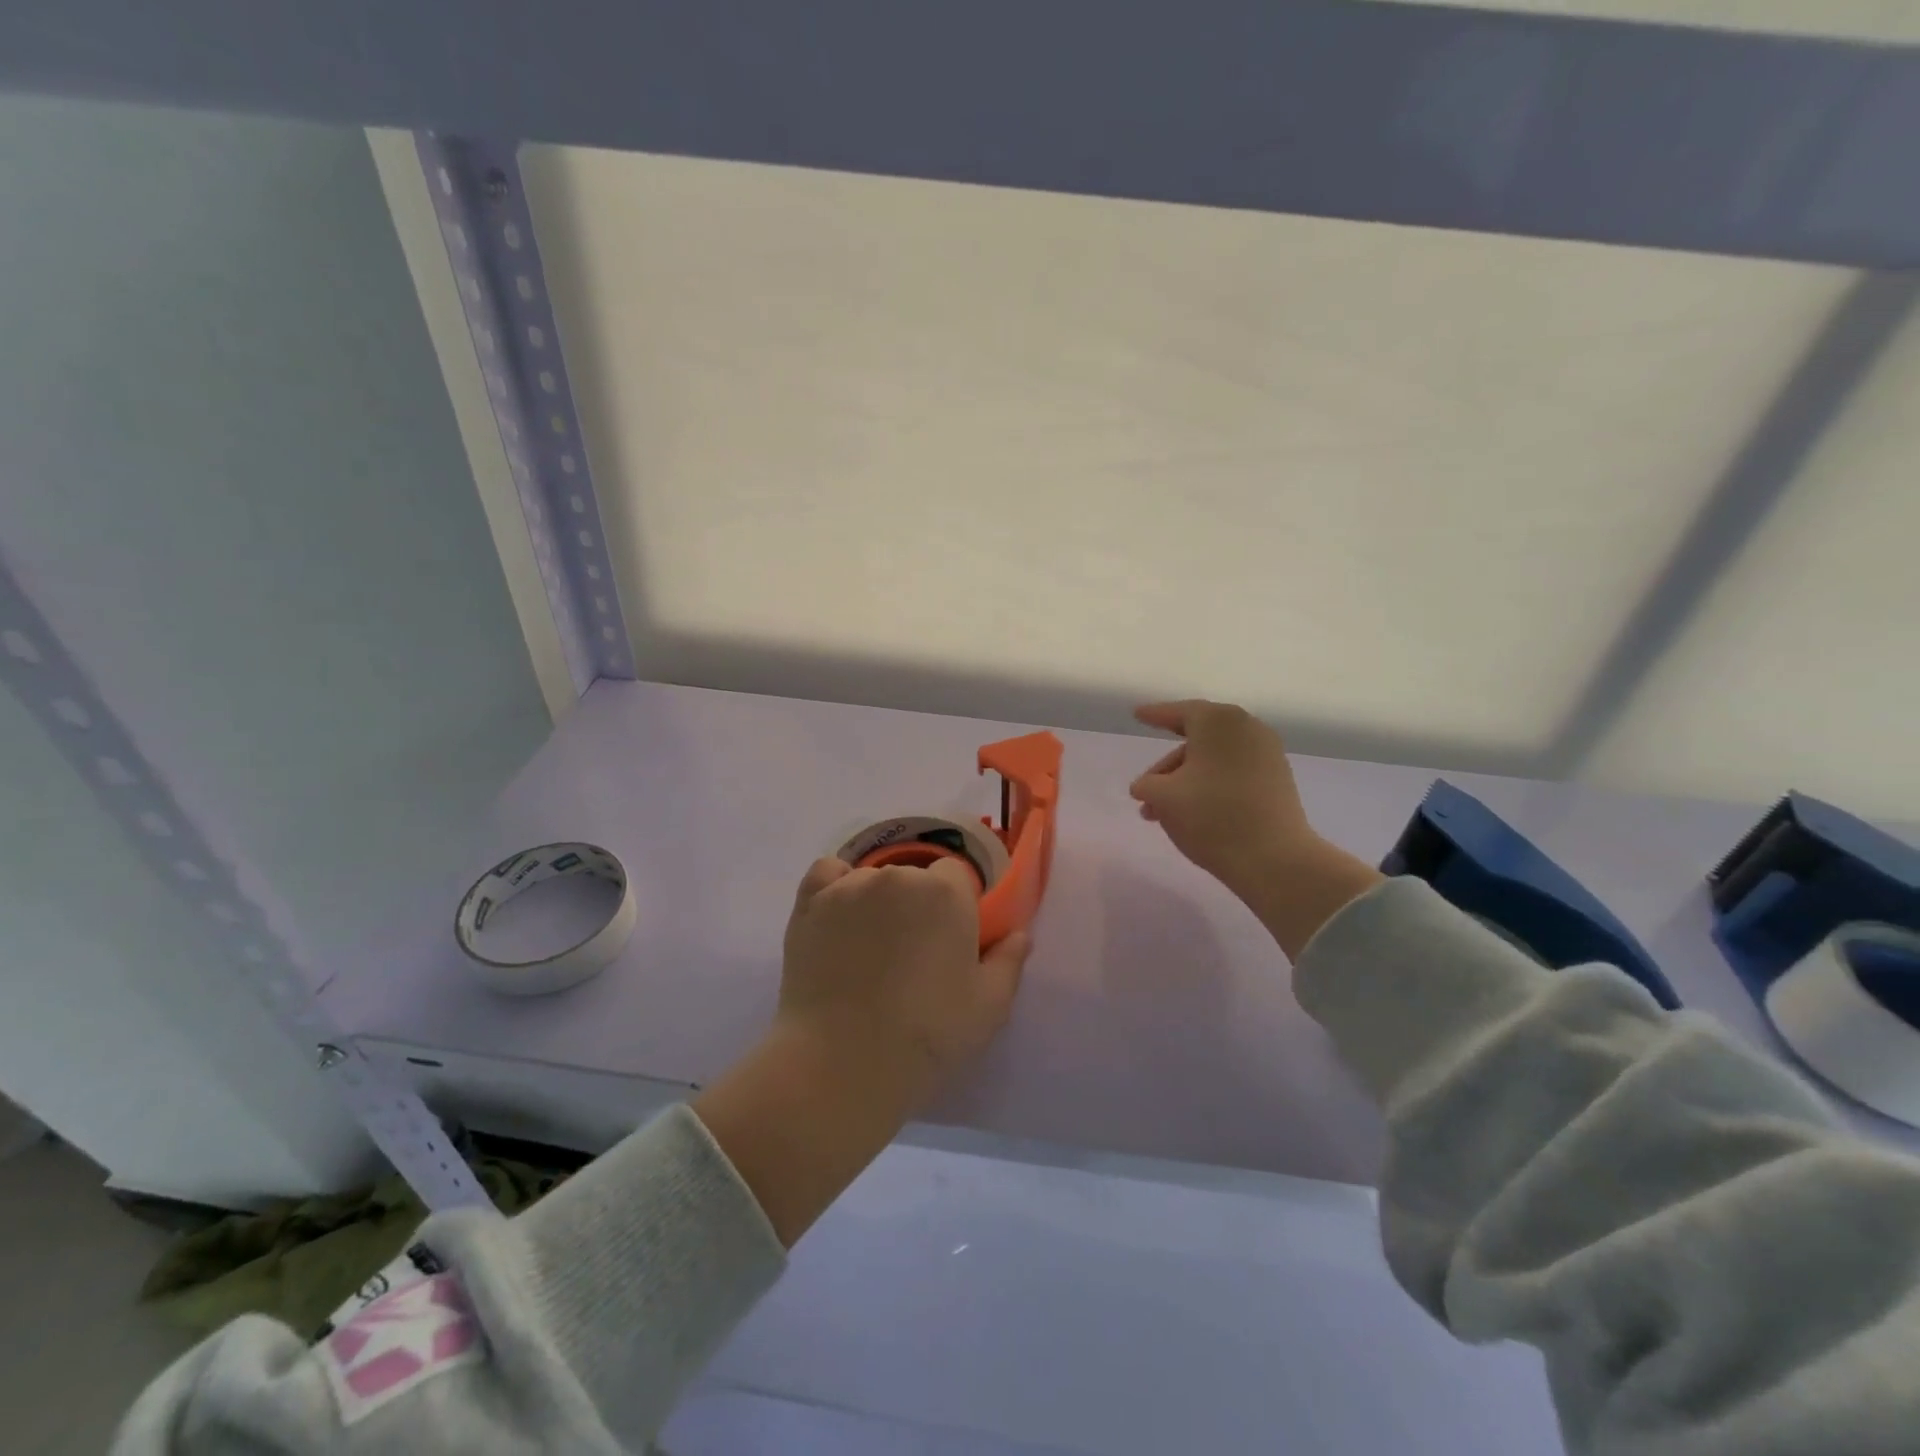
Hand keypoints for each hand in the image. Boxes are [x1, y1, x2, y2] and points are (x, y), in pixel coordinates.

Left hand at [694, 857, 1030, 1246]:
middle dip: (917, 905)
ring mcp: (849, 887)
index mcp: (946, 893)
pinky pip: (827, 873)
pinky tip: (838, 919)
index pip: (955, 876)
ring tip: (869, 951)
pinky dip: (835, 887)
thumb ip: (1008, 961)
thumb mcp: (988, 1007)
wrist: (843, 1065)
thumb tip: (1019, 933)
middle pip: (913, 877)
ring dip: (877, 902)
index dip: (955, 907)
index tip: (948, 942)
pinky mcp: (810, 904)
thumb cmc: (927, 1036)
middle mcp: (897, 876)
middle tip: (911, 955)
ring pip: (872, 879)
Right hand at [1128, 700, 1317, 899]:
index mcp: (1217, 721)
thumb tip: (1146, 786)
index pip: (1179, 712)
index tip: (1138, 714)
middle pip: (1196, 739)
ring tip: (1163, 813)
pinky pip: (1234, 772)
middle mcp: (1246, 728)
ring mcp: (1267, 753)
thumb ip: (1146, 784)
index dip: (1155, 715)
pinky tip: (1194, 812)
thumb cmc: (1211, 817)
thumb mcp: (1163, 798)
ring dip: (1186, 781)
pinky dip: (1211, 785)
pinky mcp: (1278, 779)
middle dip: (1168, 766)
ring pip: (1214, 759)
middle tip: (1146, 790)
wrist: (1274, 858)